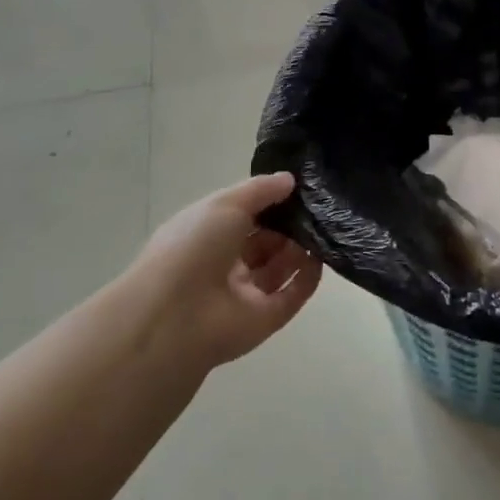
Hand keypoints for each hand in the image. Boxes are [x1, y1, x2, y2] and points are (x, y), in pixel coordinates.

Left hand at [120, 173, 321, 368]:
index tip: (298, 187)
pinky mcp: (265, 319)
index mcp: (208, 236)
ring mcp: (246, 294)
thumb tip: (290, 180)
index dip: (269, 202)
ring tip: (323, 228)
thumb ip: (260, 190)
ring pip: (280, 267)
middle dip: (289, 225)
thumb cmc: (193, 247)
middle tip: (317, 208)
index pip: (244, 216)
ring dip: (301, 248)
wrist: (176, 315)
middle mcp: (226, 264)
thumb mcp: (224, 204)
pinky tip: (321, 257)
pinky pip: (292, 295)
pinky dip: (308, 277)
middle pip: (265, 242)